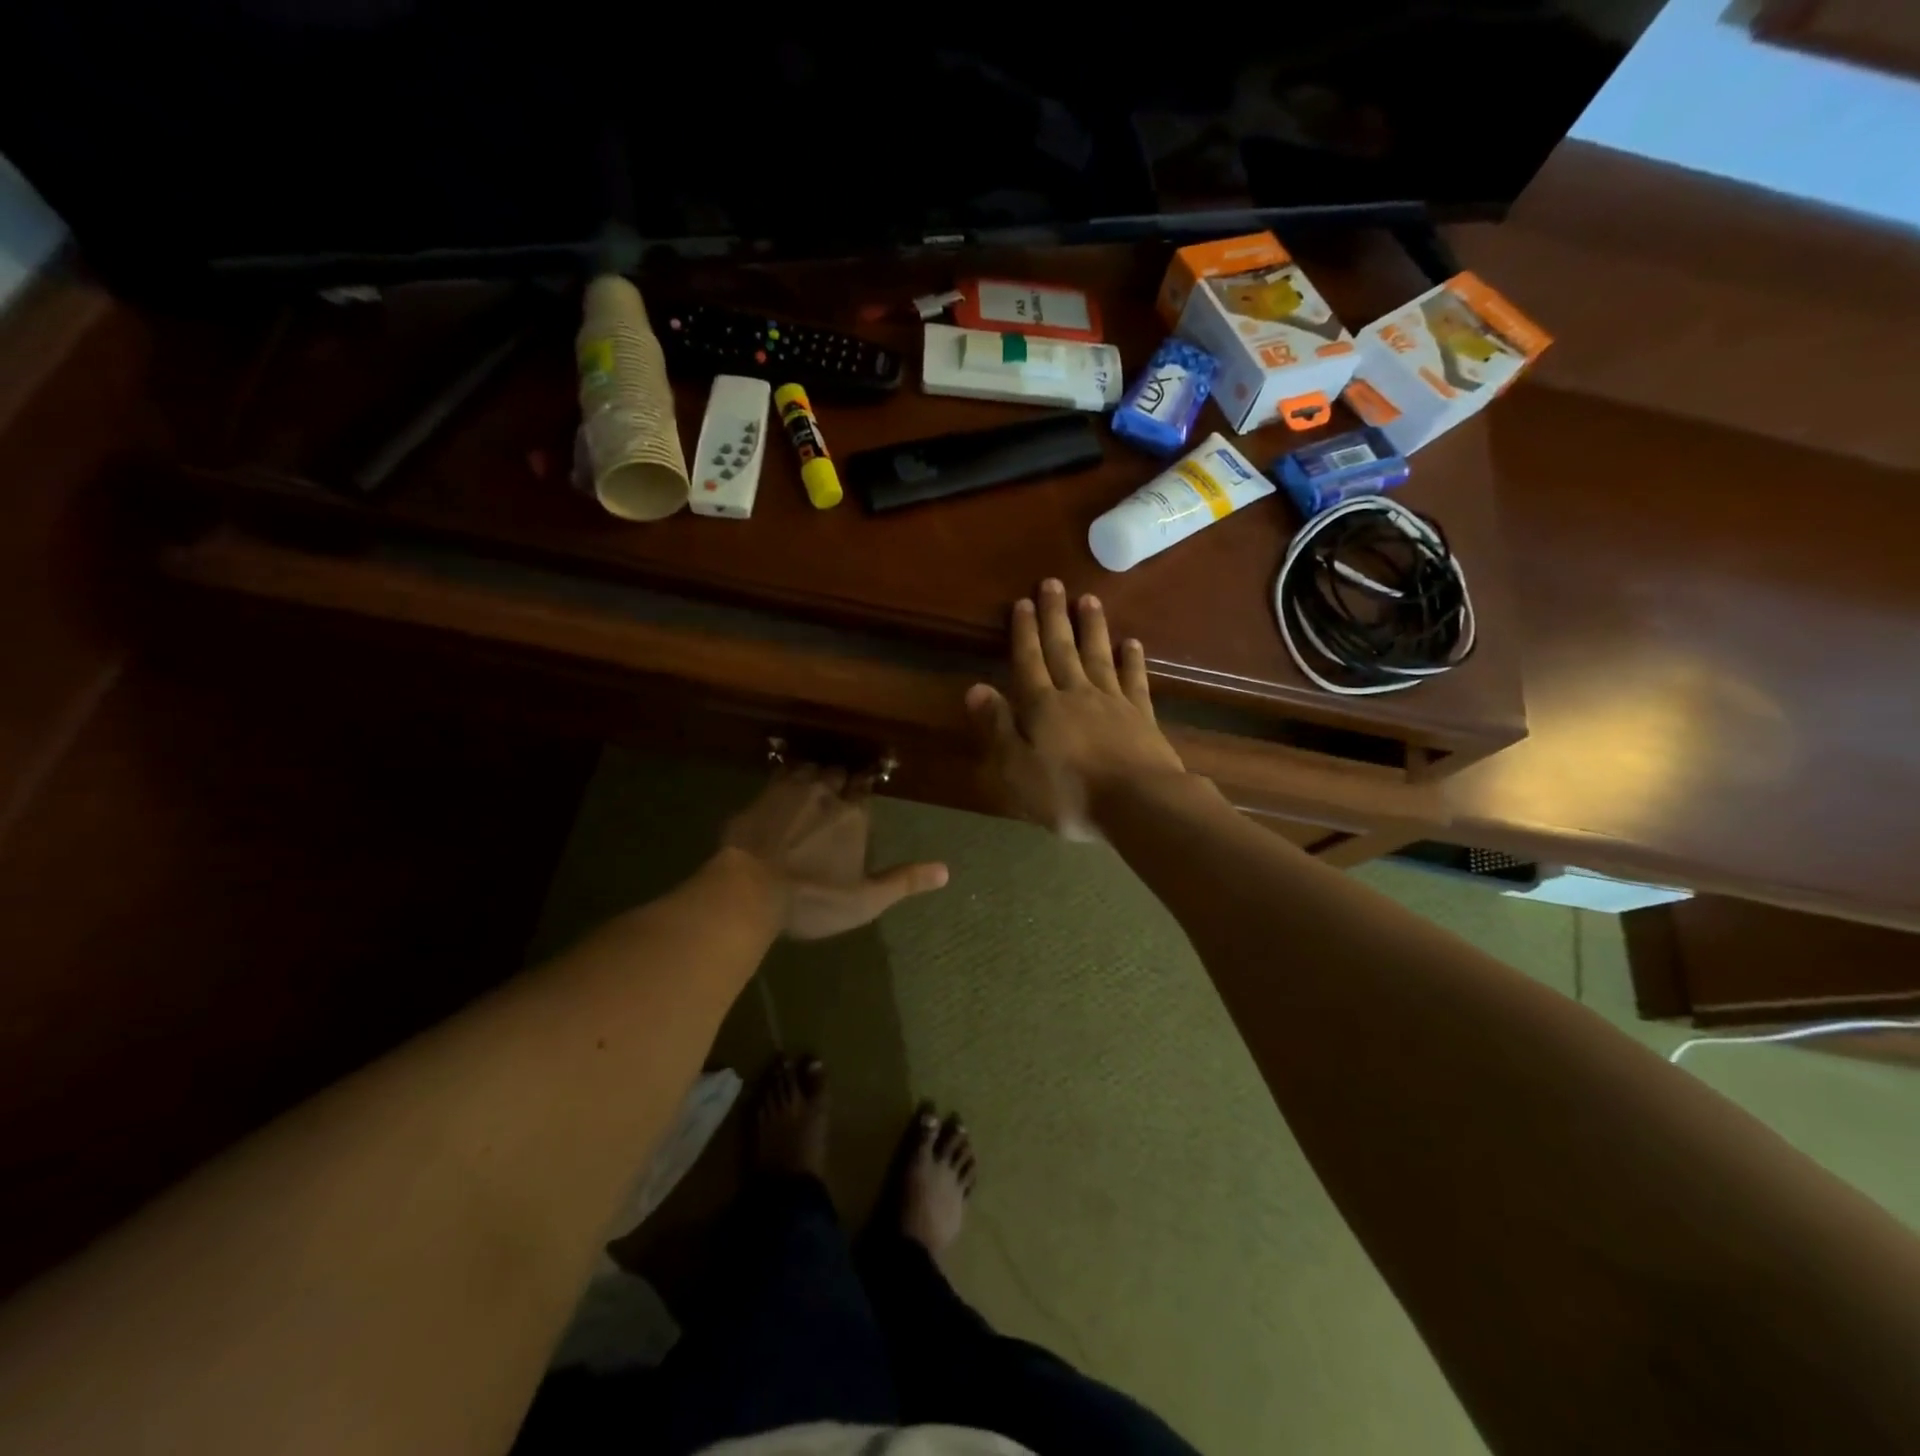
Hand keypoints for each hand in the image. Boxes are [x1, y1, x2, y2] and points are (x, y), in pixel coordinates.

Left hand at [720, 765, 948, 939]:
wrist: (749, 890)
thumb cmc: (813, 898)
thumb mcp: (865, 900)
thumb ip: (904, 881)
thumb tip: (946, 871)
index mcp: (854, 814)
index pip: (865, 787)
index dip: (863, 788)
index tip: (862, 791)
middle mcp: (825, 792)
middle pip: (837, 773)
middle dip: (839, 780)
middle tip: (836, 791)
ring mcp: (789, 790)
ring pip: (807, 769)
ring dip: (812, 775)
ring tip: (810, 786)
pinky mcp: (759, 797)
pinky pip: (777, 777)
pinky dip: (783, 780)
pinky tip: (779, 790)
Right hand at [966, 579, 1187, 834]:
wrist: (1139, 804)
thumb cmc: (1070, 793)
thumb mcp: (1017, 769)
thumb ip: (997, 727)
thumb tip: (975, 687)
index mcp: (1043, 707)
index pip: (1029, 661)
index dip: (1024, 632)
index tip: (1023, 602)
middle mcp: (1077, 694)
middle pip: (1063, 649)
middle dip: (1055, 616)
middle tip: (1053, 583)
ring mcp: (1113, 702)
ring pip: (1099, 656)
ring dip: (1092, 627)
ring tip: (1089, 599)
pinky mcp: (1142, 716)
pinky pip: (1135, 680)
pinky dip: (1132, 660)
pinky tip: (1132, 643)